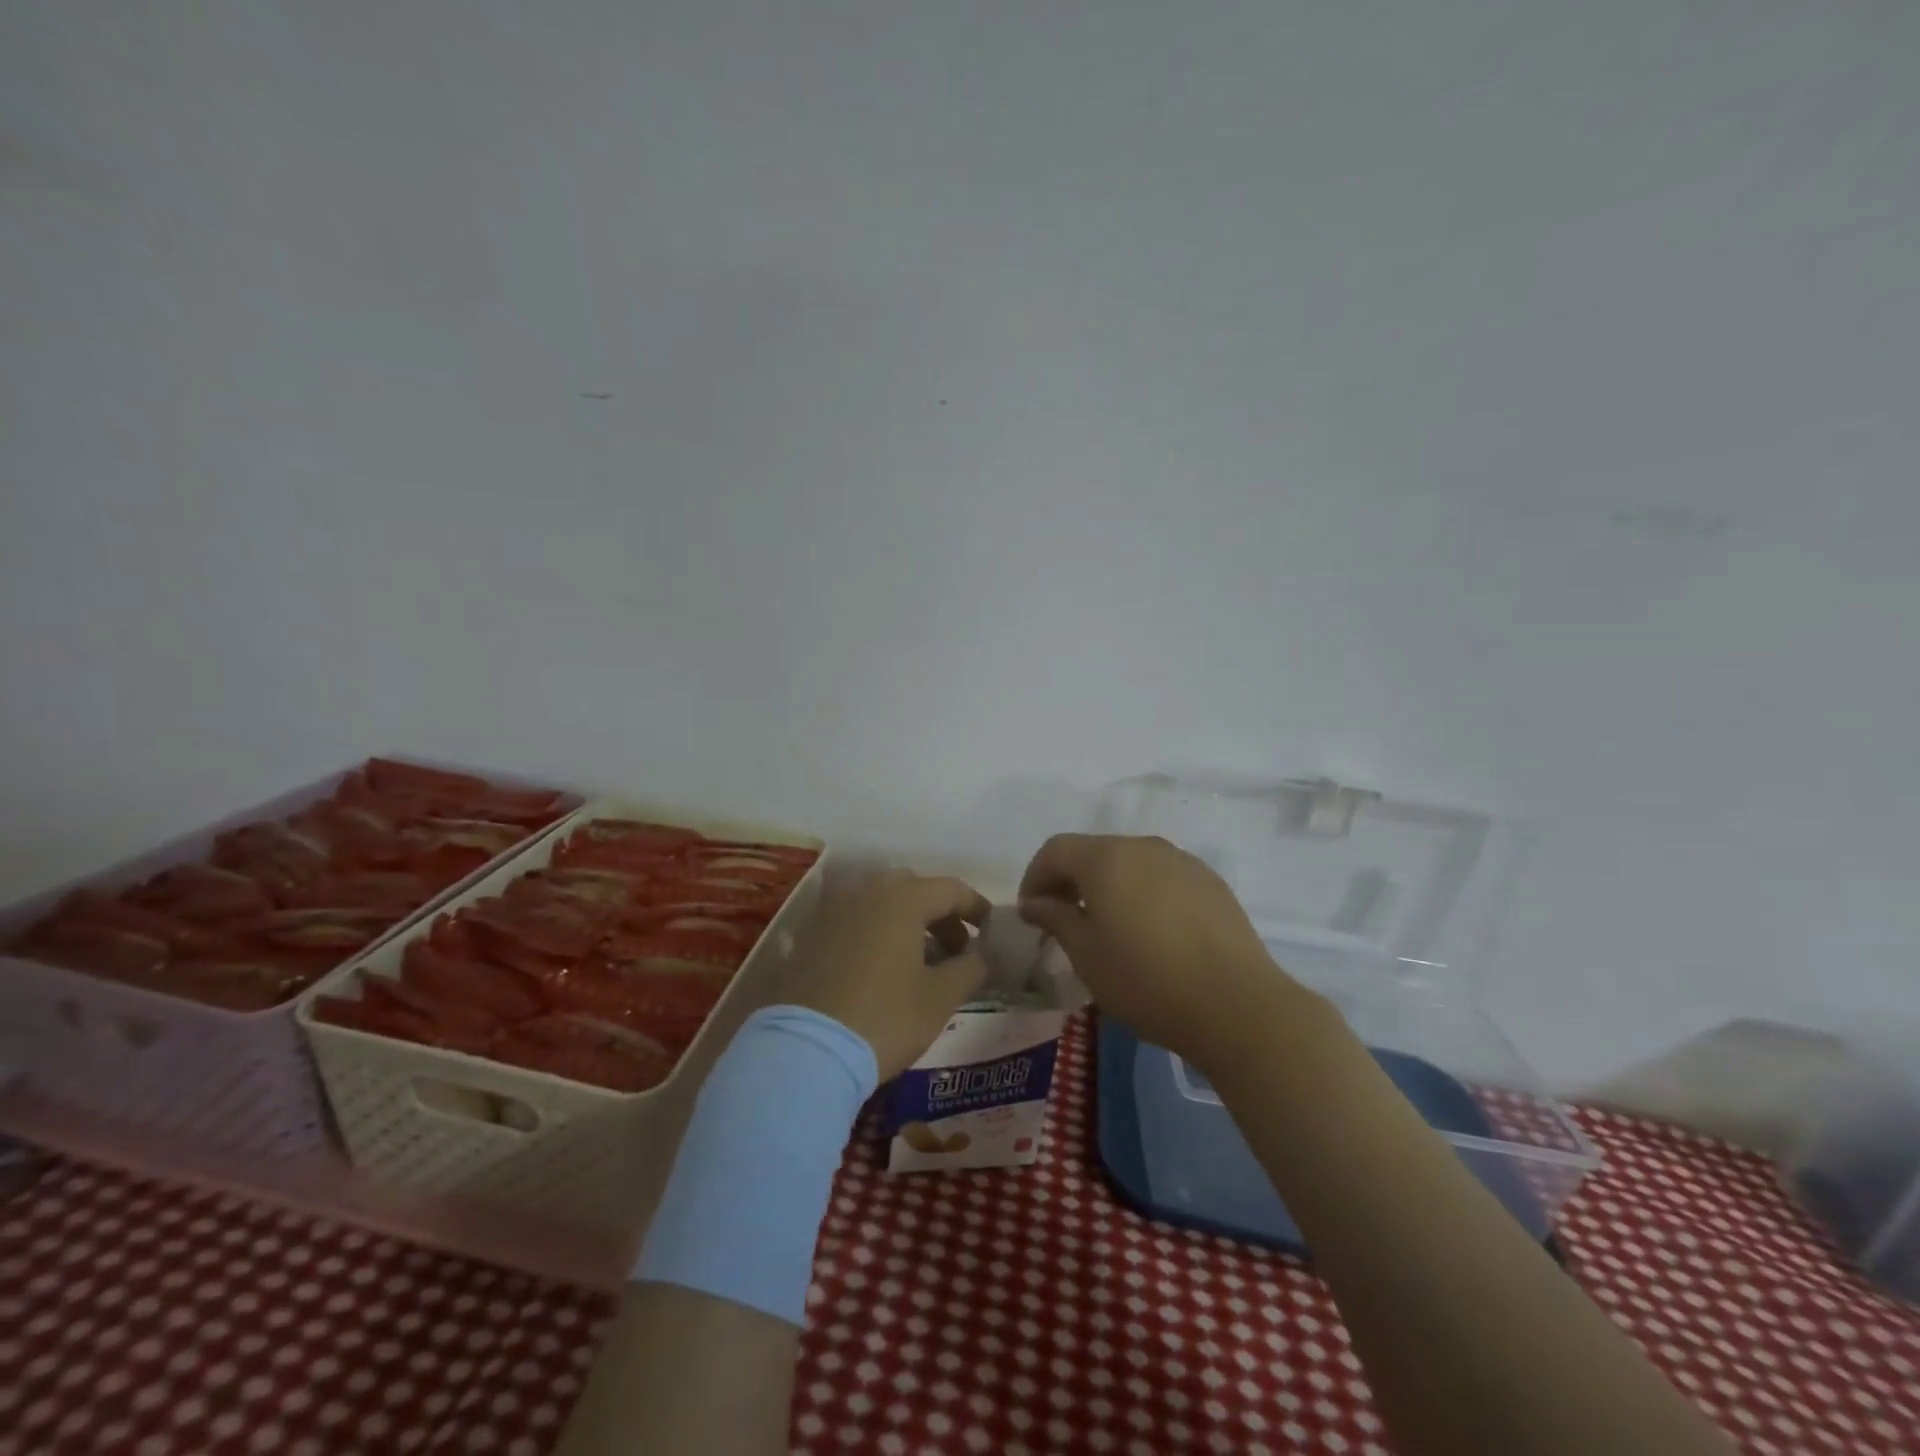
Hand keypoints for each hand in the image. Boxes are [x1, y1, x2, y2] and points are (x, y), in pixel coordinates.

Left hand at [785, 869, 990, 1080]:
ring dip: (906, 922)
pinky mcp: (810, 936)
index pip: (950, 888)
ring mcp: (833, 912)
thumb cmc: (885, 1018)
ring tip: (919, 961)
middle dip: (939, 913)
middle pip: (912, 888)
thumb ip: (970, 969)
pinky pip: (853, 921)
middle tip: (954, 948)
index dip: (975, 906)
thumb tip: (984, 956)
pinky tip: (880, 968)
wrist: (807, 1050)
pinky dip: (875, 933)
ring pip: (879, 903)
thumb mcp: (939, 998)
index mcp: (902, 899)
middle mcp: (865, 893)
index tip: (989, 929)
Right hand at [1018, 834, 1312, 1074]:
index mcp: (1106, 858)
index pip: (1055, 850)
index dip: (1035, 877)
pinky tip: (1150, 932)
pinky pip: (1162, 877)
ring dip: (1108, 886)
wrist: (1237, 1004)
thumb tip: (1034, 902)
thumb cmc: (1146, 979)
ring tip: (1107, 927)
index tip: (1031, 913)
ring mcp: (1182, 861)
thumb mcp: (1086, 954)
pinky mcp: (1210, 882)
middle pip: (1093, 852)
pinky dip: (1143, 893)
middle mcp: (1143, 846)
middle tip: (1062, 921)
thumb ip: (1055, 918)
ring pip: (1130, 863)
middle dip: (1070, 880)